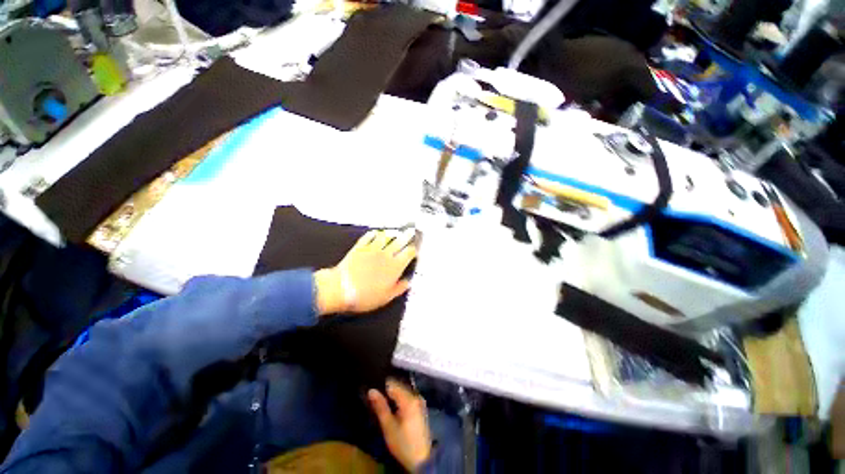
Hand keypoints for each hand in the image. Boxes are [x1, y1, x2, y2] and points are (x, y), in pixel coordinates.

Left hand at [315, 229, 416, 314]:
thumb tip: (407, 283)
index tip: (415, 249)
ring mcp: (372, 249)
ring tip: (394, 232)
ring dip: (391, 234)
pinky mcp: (360, 247)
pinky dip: (373, 234)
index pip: (409, 253)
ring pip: (385, 236)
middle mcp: (386, 255)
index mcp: (395, 267)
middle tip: (410, 232)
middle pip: (400, 241)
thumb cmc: (365, 296)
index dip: (414, 250)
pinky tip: (375, 233)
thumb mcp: (386, 297)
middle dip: (407, 236)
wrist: (342, 289)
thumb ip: (399, 288)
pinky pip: (369, 236)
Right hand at [368, 379, 431, 471]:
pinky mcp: (420, 406)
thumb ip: (380, 407)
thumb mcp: (388, 427)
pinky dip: (399, 397)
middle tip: (375, 395)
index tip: (372, 389)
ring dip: (393, 393)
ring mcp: (419, 400)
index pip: (392, 384)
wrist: (422, 459)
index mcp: (408, 399)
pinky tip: (393, 405)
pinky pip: (408, 395)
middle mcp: (416, 395)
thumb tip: (371, 390)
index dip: (381, 386)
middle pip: (399, 385)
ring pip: (403, 390)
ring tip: (382, 400)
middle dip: (387, 389)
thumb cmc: (403, 443)